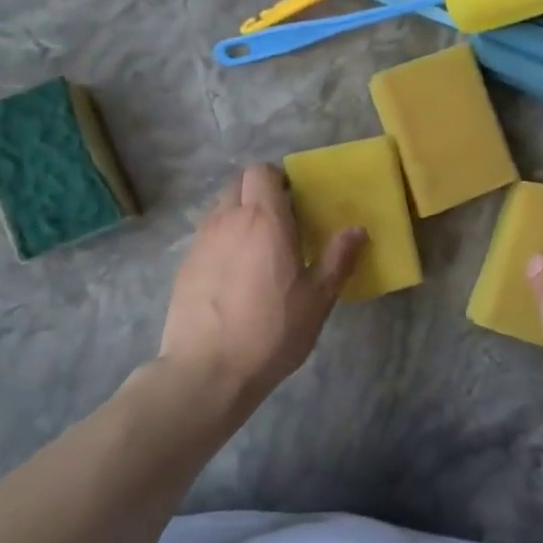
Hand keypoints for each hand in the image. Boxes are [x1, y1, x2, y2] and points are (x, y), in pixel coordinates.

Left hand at [158, 163, 364, 398]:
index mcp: (264, 219)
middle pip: (239, 183)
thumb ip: (338, 259)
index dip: (278, 178)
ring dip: (240, 214)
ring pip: (221, 208)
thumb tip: (358, 229)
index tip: (295, 200)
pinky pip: (207, 235)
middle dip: (259, 192)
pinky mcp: (185, 265)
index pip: (262, 171)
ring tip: (258, 249)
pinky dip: (223, 240)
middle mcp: (228, 220)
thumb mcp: (317, 299)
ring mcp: (201, 241)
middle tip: (281, 221)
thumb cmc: (271, 332)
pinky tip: (234, 275)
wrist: (206, 371)